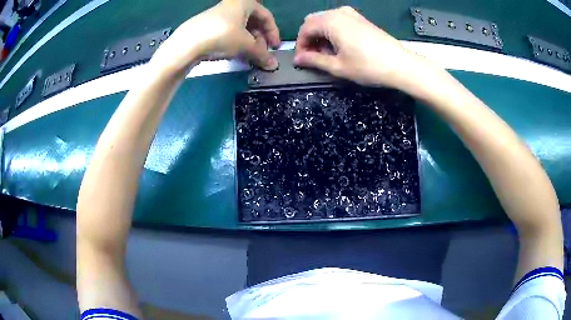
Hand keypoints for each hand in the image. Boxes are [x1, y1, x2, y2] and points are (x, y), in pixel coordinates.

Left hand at [152, 0, 280, 73]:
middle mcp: (232, 6)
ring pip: (240, 28)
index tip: (275, 48)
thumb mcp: (246, 45)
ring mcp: (218, 15)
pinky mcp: (208, 26)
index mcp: (245, 3)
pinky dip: (235, 43)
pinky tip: (235, 54)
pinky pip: (228, 32)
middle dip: (259, 39)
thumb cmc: (222, 36)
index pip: (266, 17)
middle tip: (261, 53)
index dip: (273, 33)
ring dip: (248, 42)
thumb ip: (262, 54)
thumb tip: (274, 66)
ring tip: (249, 56)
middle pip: (253, 22)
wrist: (186, 44)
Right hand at [294, 7, 434, 89]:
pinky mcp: (360, 19)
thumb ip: (314, 60)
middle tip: (313, 57)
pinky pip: (338, 21)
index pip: (305, 29)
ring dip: (320, 35)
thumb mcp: (338, 66)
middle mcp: (338, 12)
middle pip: (313, 22)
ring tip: (327, 54)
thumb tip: (298, 59)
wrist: (400, 64)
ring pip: (325, 21)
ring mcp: (351, 14)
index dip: (300, 45)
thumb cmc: (368, 66)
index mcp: (330, 21)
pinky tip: (339, 46)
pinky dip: (332, 32)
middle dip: (309, 39)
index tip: (301, 60)